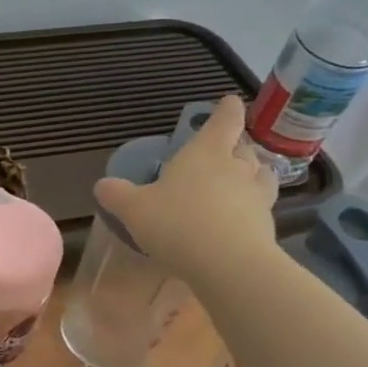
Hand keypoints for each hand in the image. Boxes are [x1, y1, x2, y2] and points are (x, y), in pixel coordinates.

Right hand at [92, 94, 279, 280]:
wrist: (228, 264)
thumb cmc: (177, 224)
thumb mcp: (134, 210)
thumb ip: (117, 195)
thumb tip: (101, 185)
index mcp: (205, 153)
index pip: (224, 120)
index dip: (226, 109)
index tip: (229, 102)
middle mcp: (236, 167)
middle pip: (244, 147)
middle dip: (236, 146)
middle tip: (225, 151)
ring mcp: (256, 195)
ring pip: (261, 174)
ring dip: (253, 174)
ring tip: (240, 182)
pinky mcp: (266, 225)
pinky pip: (261, 207)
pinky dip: (252, 208)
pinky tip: (239, 221)